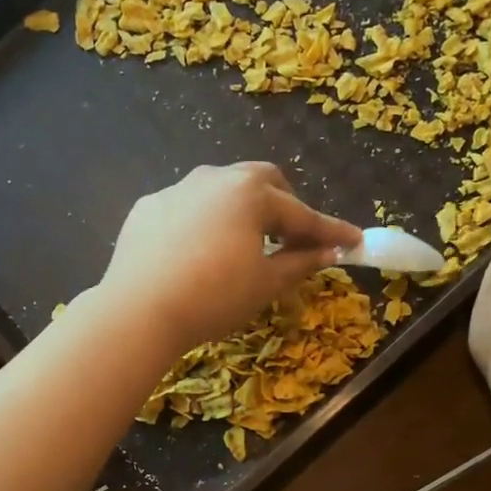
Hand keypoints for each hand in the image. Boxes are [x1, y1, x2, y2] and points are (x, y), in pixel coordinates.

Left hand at [94, 162, 360, 354]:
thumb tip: (331, 251)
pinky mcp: (146, 208)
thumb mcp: (265, 284)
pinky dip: (204, 222)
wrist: (138, 310)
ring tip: (243, 243)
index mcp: (250, 193)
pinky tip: (197, 253)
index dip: (329, 230)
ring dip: (241, 210)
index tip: (353, 241)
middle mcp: (214, 179)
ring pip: (220, 190)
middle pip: (261, 182)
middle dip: (284, 206)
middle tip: (292, 239)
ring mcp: (175, 190)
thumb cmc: (213, 297)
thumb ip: (301, 262)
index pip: (300, 213)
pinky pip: (186, 208)